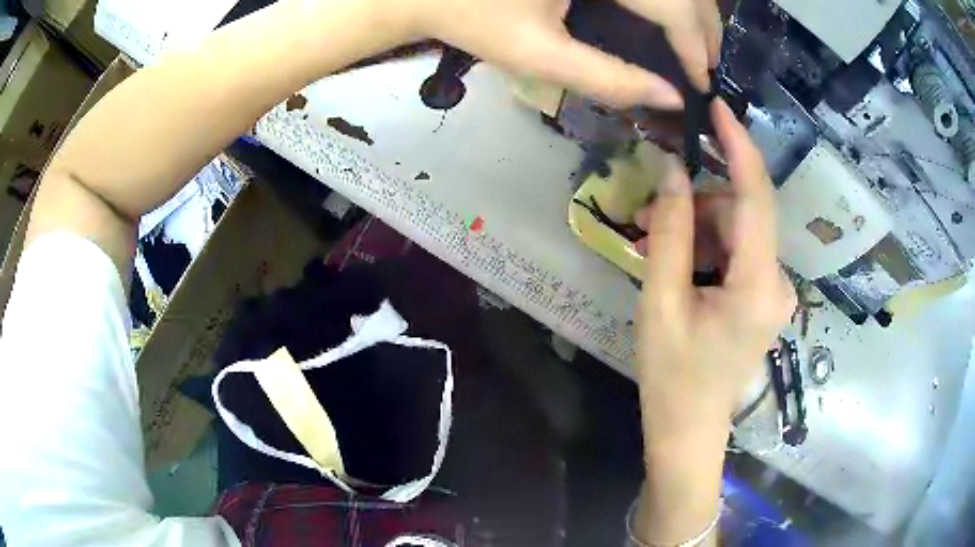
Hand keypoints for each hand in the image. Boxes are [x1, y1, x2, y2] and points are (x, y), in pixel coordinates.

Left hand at [394, 0, 721, 106]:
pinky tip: (667, 15)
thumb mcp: (540, 55)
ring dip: (690, 9)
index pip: (673, 5)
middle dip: (703, 26)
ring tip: (697, 44)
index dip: (696, 45)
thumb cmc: (473, 18)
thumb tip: (670, 100)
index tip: (704, 83)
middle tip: (707, 66)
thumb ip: (609, 79)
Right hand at [633, 101, 795, 440]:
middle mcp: (777, 283)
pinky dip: (706, 246)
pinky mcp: (763, 295)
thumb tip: (671, 168)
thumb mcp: (661, 303)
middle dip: (696, 203)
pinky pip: (737, 251)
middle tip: (647, 211)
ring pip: (737, 231)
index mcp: (758, 288)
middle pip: (741, 214)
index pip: (757, 199)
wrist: (689, 429)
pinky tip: (675, 258)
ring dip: (696, 226)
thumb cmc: (672, 377)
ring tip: (651, 240)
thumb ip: (669, 232)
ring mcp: (773, 290)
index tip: (716, 107)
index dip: (739, 147)